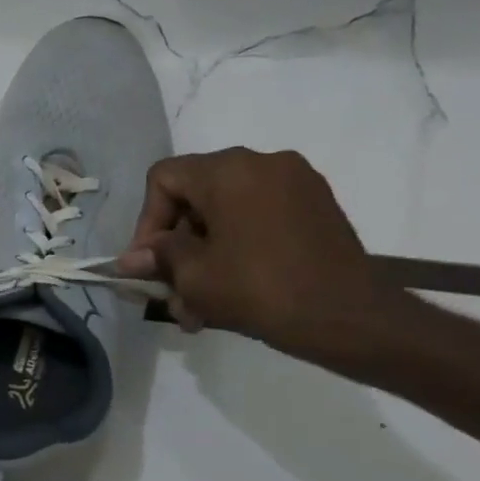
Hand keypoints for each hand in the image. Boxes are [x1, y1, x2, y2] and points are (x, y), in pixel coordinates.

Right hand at [117, 149, 396, 358]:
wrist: (349, 317)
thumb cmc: (259, 289)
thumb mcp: (193, 275)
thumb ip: (158, 257)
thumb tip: (130, 259)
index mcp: (228, 170)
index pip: (164, 178)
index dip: (147, 220)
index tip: (149, 262)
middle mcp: (262, 163)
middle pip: (196, 194)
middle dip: (177, 244)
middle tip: (171, 288)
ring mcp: (296, 182)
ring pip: (227, 211)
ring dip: (206, 252)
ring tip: (200, 303)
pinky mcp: (316, 206)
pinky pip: (259, 217)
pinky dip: (238, 245)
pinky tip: (233, 287)